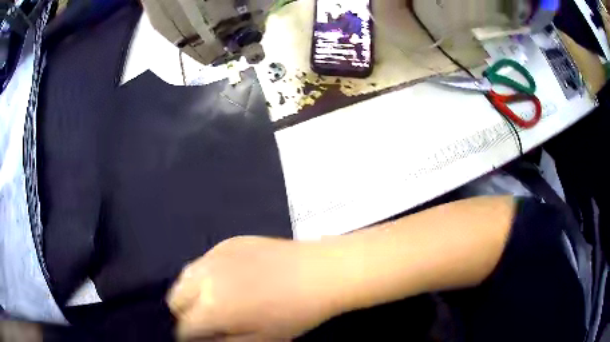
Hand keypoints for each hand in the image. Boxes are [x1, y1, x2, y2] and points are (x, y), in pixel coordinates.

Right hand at [167, 237, 343, 340]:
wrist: (321, 273)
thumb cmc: (294, 314)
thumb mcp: (260, 340)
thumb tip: (202, 339)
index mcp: (212, 307)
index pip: (183, 326)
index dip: (189, 337)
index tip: (201, 339)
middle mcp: (204, 277)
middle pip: (175, 298)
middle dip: (186, 313)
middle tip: (207, 322)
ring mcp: (214, 254)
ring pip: (185, 277)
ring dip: (192, 293)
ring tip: (214, 301)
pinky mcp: (227, 242)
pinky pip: (204, 261)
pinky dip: (207, 275)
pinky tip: (229, 280)